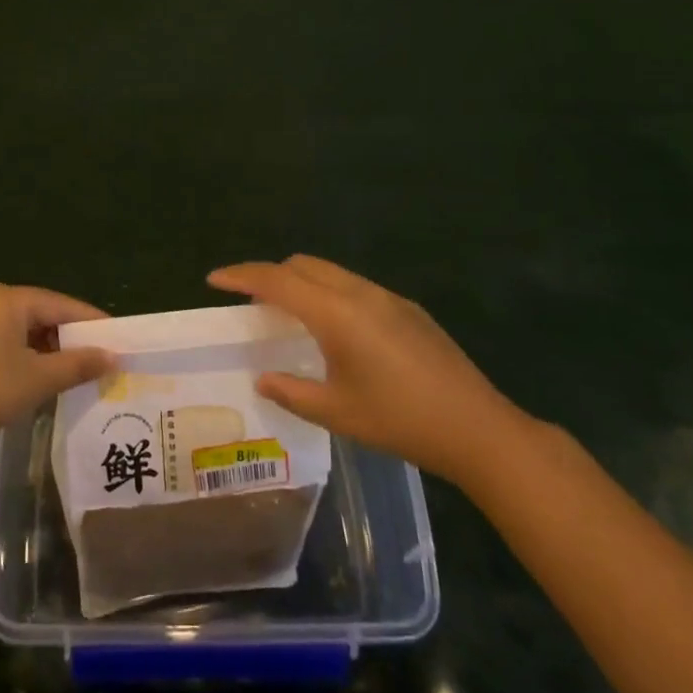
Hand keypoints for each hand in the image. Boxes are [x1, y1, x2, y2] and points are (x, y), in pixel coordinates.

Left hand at [0, 283, 112, 466]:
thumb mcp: (36, 380)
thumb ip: (78, 365)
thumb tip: (114, 356)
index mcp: (11, 300)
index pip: (65, 305)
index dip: (95, 324)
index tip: (122, 342)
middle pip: (46, 316)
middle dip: (74, 340)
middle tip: (105, 363)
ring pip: (28, 332)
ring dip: (52, 352)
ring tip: (80, 375)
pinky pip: (9, 343)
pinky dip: (30, 359)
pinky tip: (44, 381)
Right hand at [208, 255, 523, 484]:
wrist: (477, 428)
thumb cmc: (400, 421)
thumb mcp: (337, 412)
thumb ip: (291, 392)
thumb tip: (263, 378)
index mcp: (337, 313)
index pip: (277, 280)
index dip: (242, 276)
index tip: (214, 279)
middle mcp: (360, 293)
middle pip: (302, 265)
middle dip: (270, 274)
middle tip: (248, 300)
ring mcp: (388, 297)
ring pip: (330, 272)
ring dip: (301, 281)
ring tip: (286, 313)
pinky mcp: (407, 309)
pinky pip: (354, 286)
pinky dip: (328, 292)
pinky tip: (334, 328)